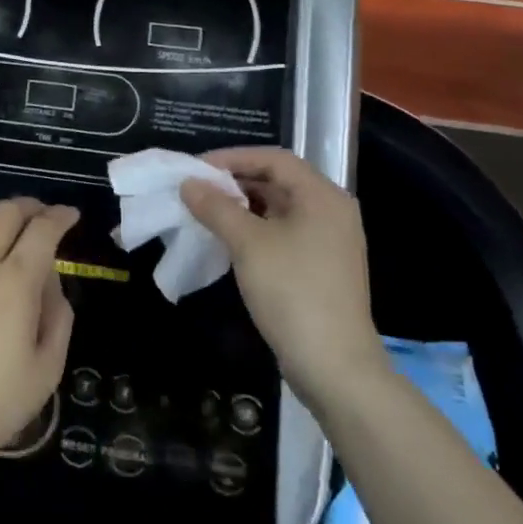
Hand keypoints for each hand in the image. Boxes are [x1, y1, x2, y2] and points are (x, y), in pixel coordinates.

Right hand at [180, 148, 384, 412]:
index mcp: (322, 196)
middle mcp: (331, 211)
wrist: (334, 365)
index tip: (196, 169)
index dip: (232, 158)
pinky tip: (228, 241)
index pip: (273, 159)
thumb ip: (216, 207)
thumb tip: (188, 184)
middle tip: (196, 190)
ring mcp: (329, 241)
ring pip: (279, 209)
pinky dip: (255, 230)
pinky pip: (284, 234)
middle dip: (235, 182)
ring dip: (242, 207)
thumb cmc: (292, 291)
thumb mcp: (248, 244)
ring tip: (205, 213)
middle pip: (278, 181)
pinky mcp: (321, 268)